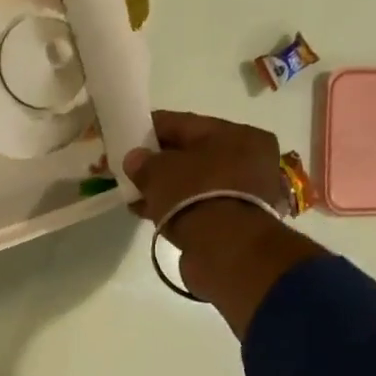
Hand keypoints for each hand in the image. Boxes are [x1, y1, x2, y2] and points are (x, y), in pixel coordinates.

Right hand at [124, 109, 326, 336]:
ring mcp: (243, 193)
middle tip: (130, 169)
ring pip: (193, 183)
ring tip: (134, 195)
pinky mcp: (233, 222)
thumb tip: (134, 159)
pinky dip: (173, 207)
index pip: (186, 123)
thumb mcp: (161, 172)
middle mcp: (248, 160)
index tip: (127, 134)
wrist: (226, 251)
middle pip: (192, 154)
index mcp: (239, 134)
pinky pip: (195, 206)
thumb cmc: (196, 196)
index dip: (152, 128)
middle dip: (159, 162)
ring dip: (164, 188)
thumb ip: (144, 162)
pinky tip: (148, 212)